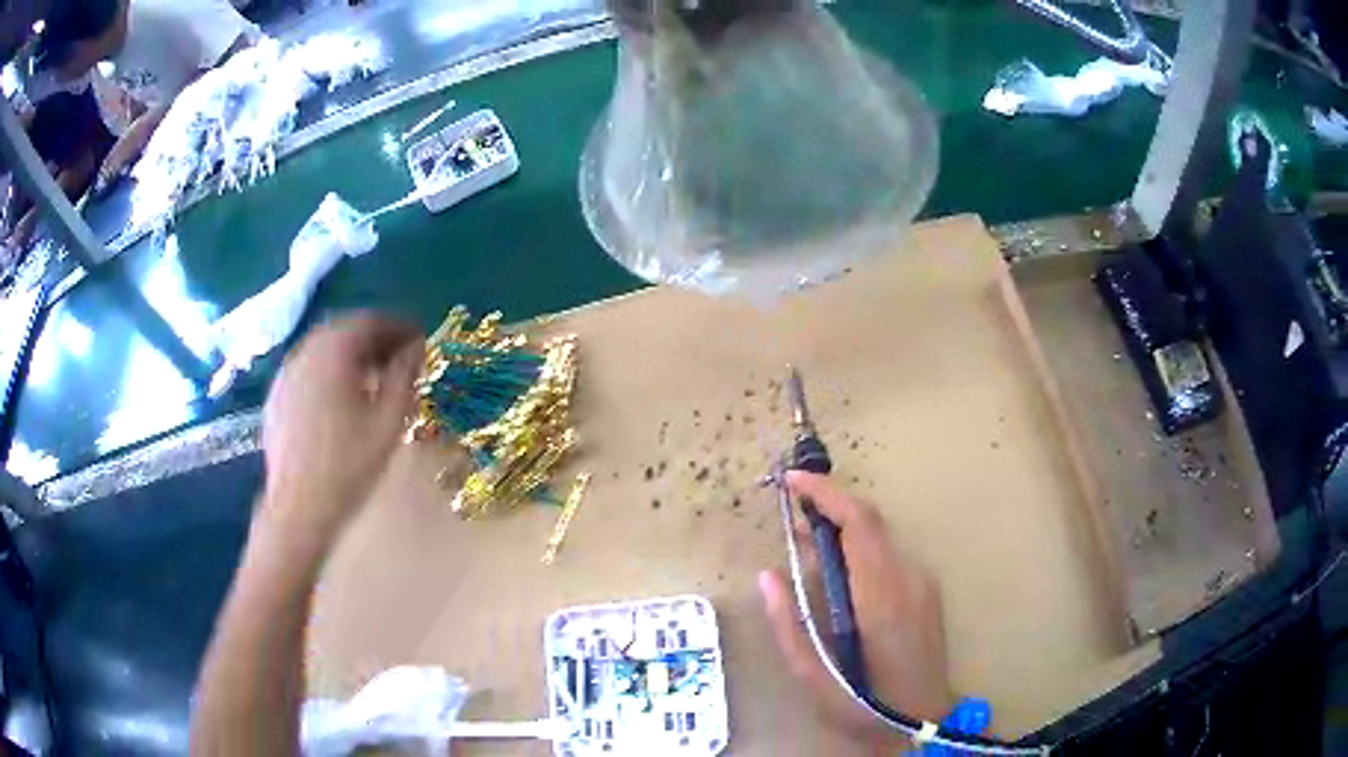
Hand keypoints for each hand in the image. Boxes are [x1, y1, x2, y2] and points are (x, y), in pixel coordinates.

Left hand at [258, 312, 423, 550]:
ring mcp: (286, 373)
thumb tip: (415, 348)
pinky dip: (329, 372)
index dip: (400, 327)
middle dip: (375, 339)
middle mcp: (306, 351)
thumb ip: (403, 376)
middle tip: (400, 360)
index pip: (371, 321)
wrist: (298, 508)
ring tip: (374, 380)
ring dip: (352, 355)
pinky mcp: (276, 396)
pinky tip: (341, 400)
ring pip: (324, 349)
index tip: (422, 341)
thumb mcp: (388, 421)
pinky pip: (308, 369)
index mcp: (334, 350)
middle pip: (345, 330)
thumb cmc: (349, 465)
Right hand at [758, 471, 953, 751]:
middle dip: (830, 506)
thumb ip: (787, 623)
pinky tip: (840, 575)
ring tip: (807, 546)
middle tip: (791, 514)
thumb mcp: (812, 676)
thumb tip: (768, 576)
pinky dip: (860, 550)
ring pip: (880, 538)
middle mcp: (908, 579)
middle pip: (871, 522)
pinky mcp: (927, 591)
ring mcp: (923, 583)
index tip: (793, 480)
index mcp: (880, 597)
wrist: (922, 723)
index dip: (827, 493)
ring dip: (843, 530)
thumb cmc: (863, 705)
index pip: (859, 524)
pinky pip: (889, 557)